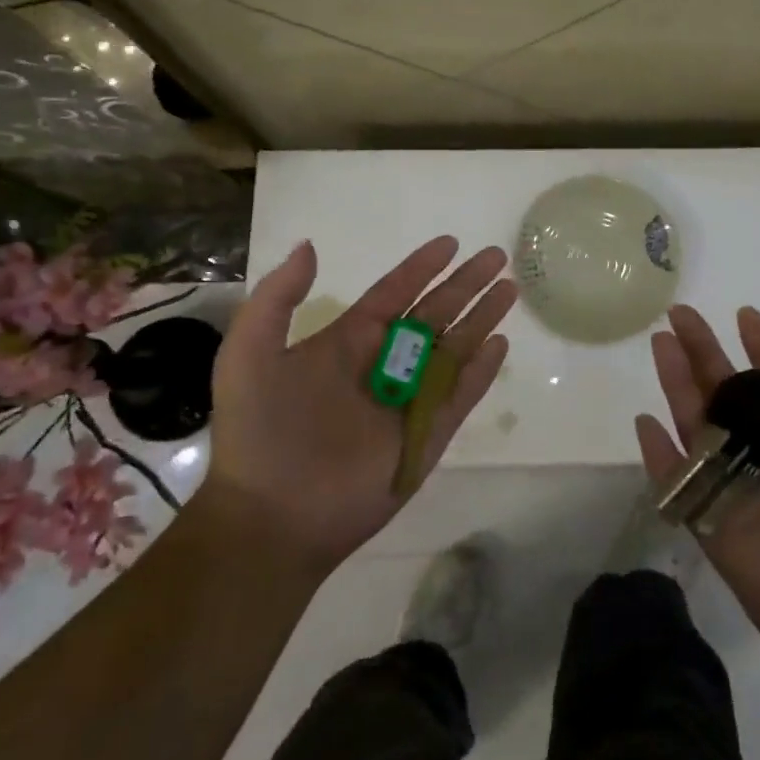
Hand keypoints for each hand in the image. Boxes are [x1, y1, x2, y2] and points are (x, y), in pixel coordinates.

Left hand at [201, 236, 515, 574]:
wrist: (274, 517)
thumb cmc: (261, 432)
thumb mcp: (249, 355)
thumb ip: (276, 298)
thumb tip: (310, 246)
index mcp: (346, 343)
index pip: (393, 294)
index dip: (420, 268)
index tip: (450, 243)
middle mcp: (383, 364)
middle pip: (435, 313)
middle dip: (465, 284)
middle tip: (497, 256)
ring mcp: (409, 399)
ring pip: (455, 347)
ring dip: (482, 317)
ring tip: (510, 289)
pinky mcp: (427, 434)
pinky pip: (461, 394)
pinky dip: (482, 370)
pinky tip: (500, 344)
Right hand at [634, 305, 759, 706]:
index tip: (747, 314)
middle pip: (732, 400)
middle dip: (706, 356)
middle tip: (680, 314)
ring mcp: (746, 501)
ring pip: (703, 431)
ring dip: (678, 387)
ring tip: (660, 345)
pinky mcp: (723, 537)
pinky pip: (684, 491)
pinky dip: (661, 459)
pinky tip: (645, 423)